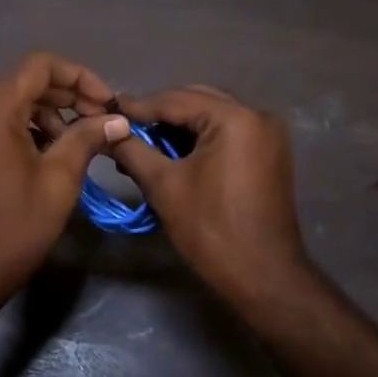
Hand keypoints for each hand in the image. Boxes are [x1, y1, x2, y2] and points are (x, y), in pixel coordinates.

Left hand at [0, 53, 130, 305]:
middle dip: (66, 94)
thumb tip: (118, 119)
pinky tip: (48, 151)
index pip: (38, 66)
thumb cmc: (15, 228)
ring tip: (76, 140)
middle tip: (99, 120)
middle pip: (23, 81)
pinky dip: (23, 126)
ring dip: (46, 111)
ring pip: (9, 100)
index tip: (106, 102)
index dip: (79, 76)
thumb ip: (88, 138)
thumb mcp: (59, 180)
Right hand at [112, 86, 309, 301]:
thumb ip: (133, 151)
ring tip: (142, 144)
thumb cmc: (210, 229)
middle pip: (197, 102)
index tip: (107, 110)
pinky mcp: (270, 155)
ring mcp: (269, 135)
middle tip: (124, 127)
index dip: (139, 106)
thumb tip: (108, 132)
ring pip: (212, 118)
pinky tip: (171, 155)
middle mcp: (258, 116)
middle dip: (160, 115)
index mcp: (235, 118)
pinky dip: (200, 141)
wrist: (262, 276)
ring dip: (178, 129)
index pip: (176, 100)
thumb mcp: (164, 185)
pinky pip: (228, 135)